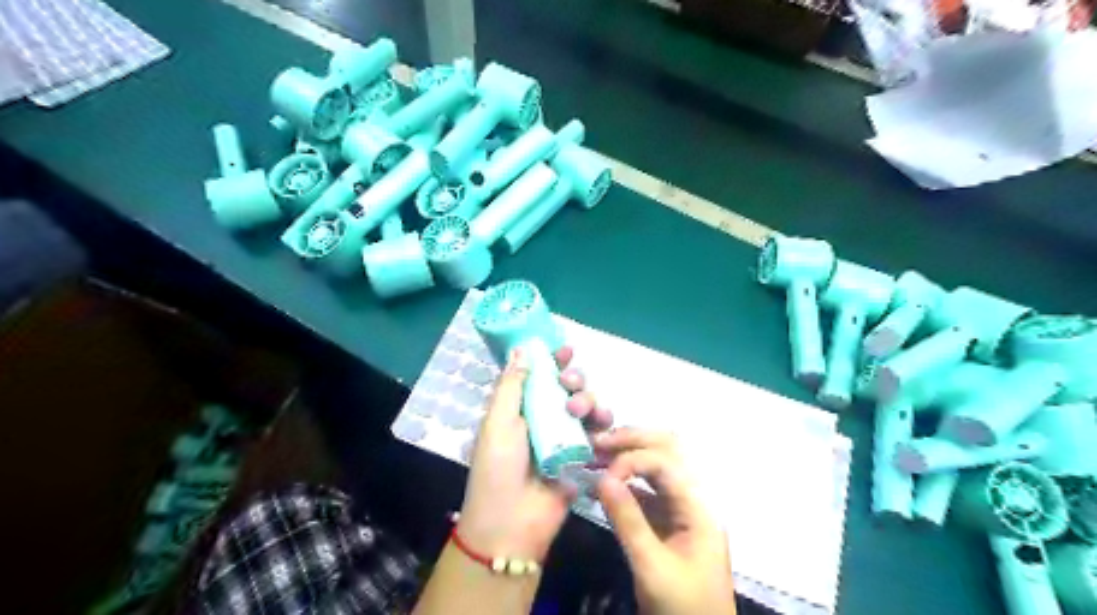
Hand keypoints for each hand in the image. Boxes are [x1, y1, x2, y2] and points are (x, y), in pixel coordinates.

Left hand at [453, 346, 608, 561]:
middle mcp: (543, 418)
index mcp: (519, 408)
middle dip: (573, 379)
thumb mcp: (497, 422)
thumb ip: (512, 385)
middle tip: (569, 384)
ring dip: (589, 400)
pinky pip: (599, 434)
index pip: (539, 375)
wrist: (512, 523)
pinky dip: (604, 427)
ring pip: (586, 407)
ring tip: (581, 411)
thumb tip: (521, 348)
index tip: (565, 349)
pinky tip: (602, 428)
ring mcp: (565, 437)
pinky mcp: (583, 456)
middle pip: (567, 387)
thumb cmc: (498, 468)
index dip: (552, 360)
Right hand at [593, 427, 735, 613]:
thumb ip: (628, 521)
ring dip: (629, 455)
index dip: (631, 459)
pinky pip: (649, 489)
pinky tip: (604, 483)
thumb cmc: (683, 607)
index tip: (602, 474)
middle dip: (632, 440)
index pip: (665, 462)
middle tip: (598, 442)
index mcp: (698, 506)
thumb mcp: (652, 567)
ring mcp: (683, 507)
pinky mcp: (671, 520)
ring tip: (596, 454)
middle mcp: (693, 497)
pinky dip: (627, 480)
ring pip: (658, 465)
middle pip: (668, 449)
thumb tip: (602, 478)